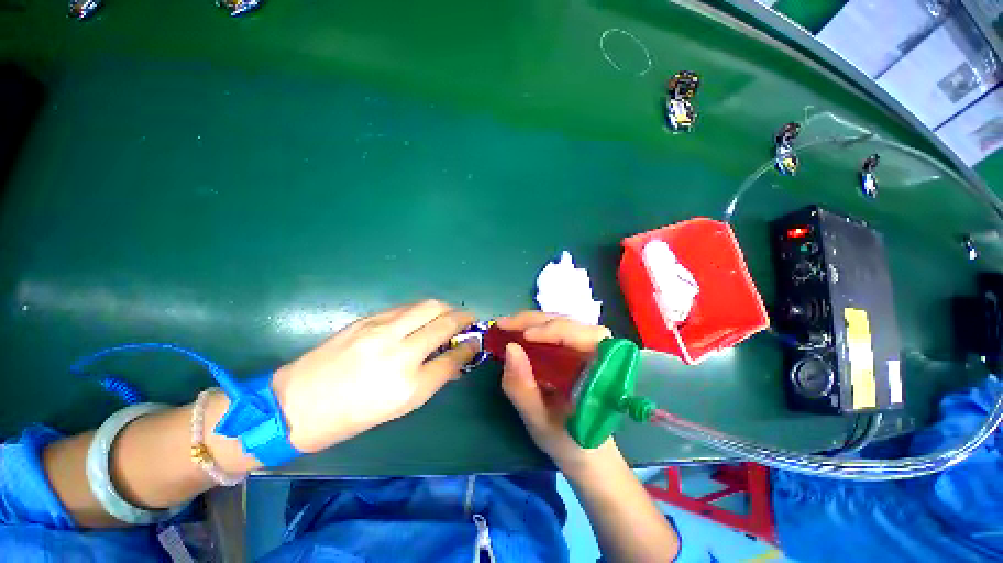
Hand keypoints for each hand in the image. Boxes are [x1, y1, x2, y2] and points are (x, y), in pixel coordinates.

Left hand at [271, 300, 476, 453]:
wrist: (295, 404)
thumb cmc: (350, 416)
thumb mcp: (399, 406)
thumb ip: (433, 378)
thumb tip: (455, 360)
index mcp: (407, 385)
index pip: (453, 357)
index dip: (469, 347)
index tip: (475, 342)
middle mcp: (398, 353)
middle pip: (444, 322)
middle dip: (464, 318)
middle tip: (469, 320)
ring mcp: (381, 330)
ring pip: (428, 306)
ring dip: (446, 308)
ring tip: (449, 314)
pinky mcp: (367, 319)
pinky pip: (406, 307)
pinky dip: (422, 309)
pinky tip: (422, 317)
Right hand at [496, 312, 618, 470]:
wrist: (585, 453)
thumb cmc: (570, 442)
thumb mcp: (540, 421)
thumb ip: (523, 388)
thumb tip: (509, 348)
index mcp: (603, 370)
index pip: (586, 336)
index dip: (556, 330)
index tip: (526, 337)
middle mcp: (597, 351)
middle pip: (569, 323)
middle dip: (535, 321)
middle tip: (503, 325)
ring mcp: (583, 347)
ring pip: (560, 322)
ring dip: (531, 321)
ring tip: (506, 326)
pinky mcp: (572, 349)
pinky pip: (553, 330)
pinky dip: (533, 327)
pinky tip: (515, 331)